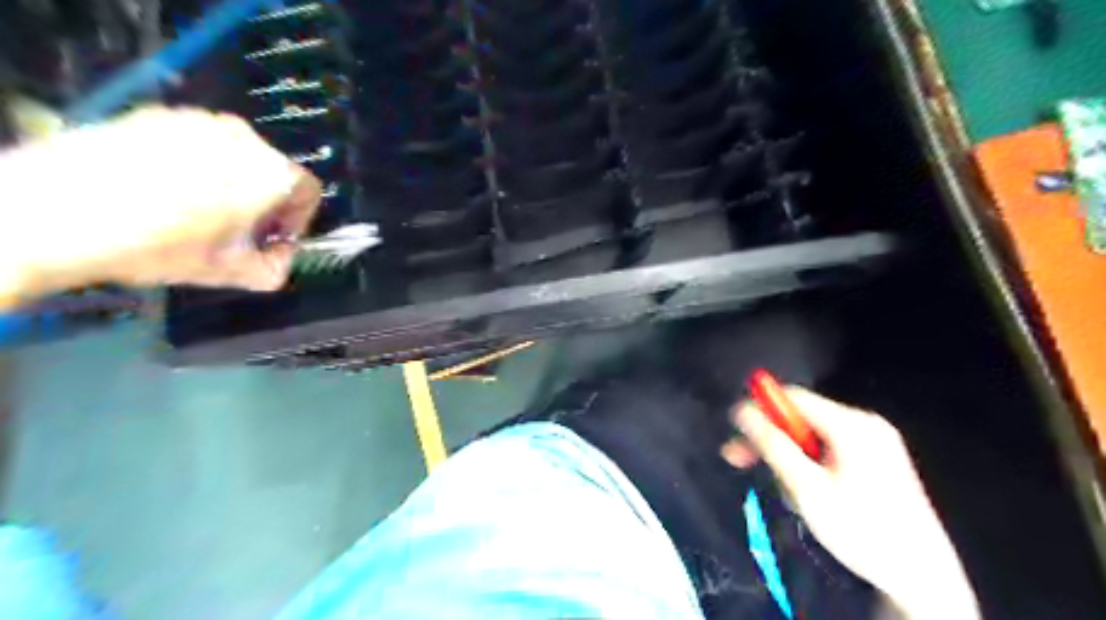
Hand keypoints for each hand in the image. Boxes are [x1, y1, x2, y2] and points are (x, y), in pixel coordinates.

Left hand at [0, 106, 319, 303]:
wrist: (55, 210)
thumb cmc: (163, 246)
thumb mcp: (230, 272)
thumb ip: (275, 269)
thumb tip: (282, 257)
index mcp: (272, 173)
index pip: (309, 190)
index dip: (298, 219)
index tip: (272, 239)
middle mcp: (244, 138)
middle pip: (271, 171)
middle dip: (263, 201)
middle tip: (234, 230)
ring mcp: (197, 120)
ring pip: (233, 155)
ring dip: (229, 182)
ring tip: (195, 210)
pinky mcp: (155, 114)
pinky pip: (194, 141)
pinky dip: (193, 164)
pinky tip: (161, 189)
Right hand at [729, 388, 974, 618]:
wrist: (921, 578)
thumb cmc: (862, 530)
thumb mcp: (807, 487)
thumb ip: (772, 444)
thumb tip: (741, 410)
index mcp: (852, 425)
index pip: (794, 398)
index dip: (760, 409)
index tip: (735, 432)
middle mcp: (865, 424)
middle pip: (801, 417)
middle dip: (770, 438)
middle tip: (738, 459)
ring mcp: (874, 441)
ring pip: (811, 436)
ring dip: (789, 457)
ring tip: (787, 492)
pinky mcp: (876, 459)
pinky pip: (828, 449)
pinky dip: (808, 465)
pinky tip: (807, 491)